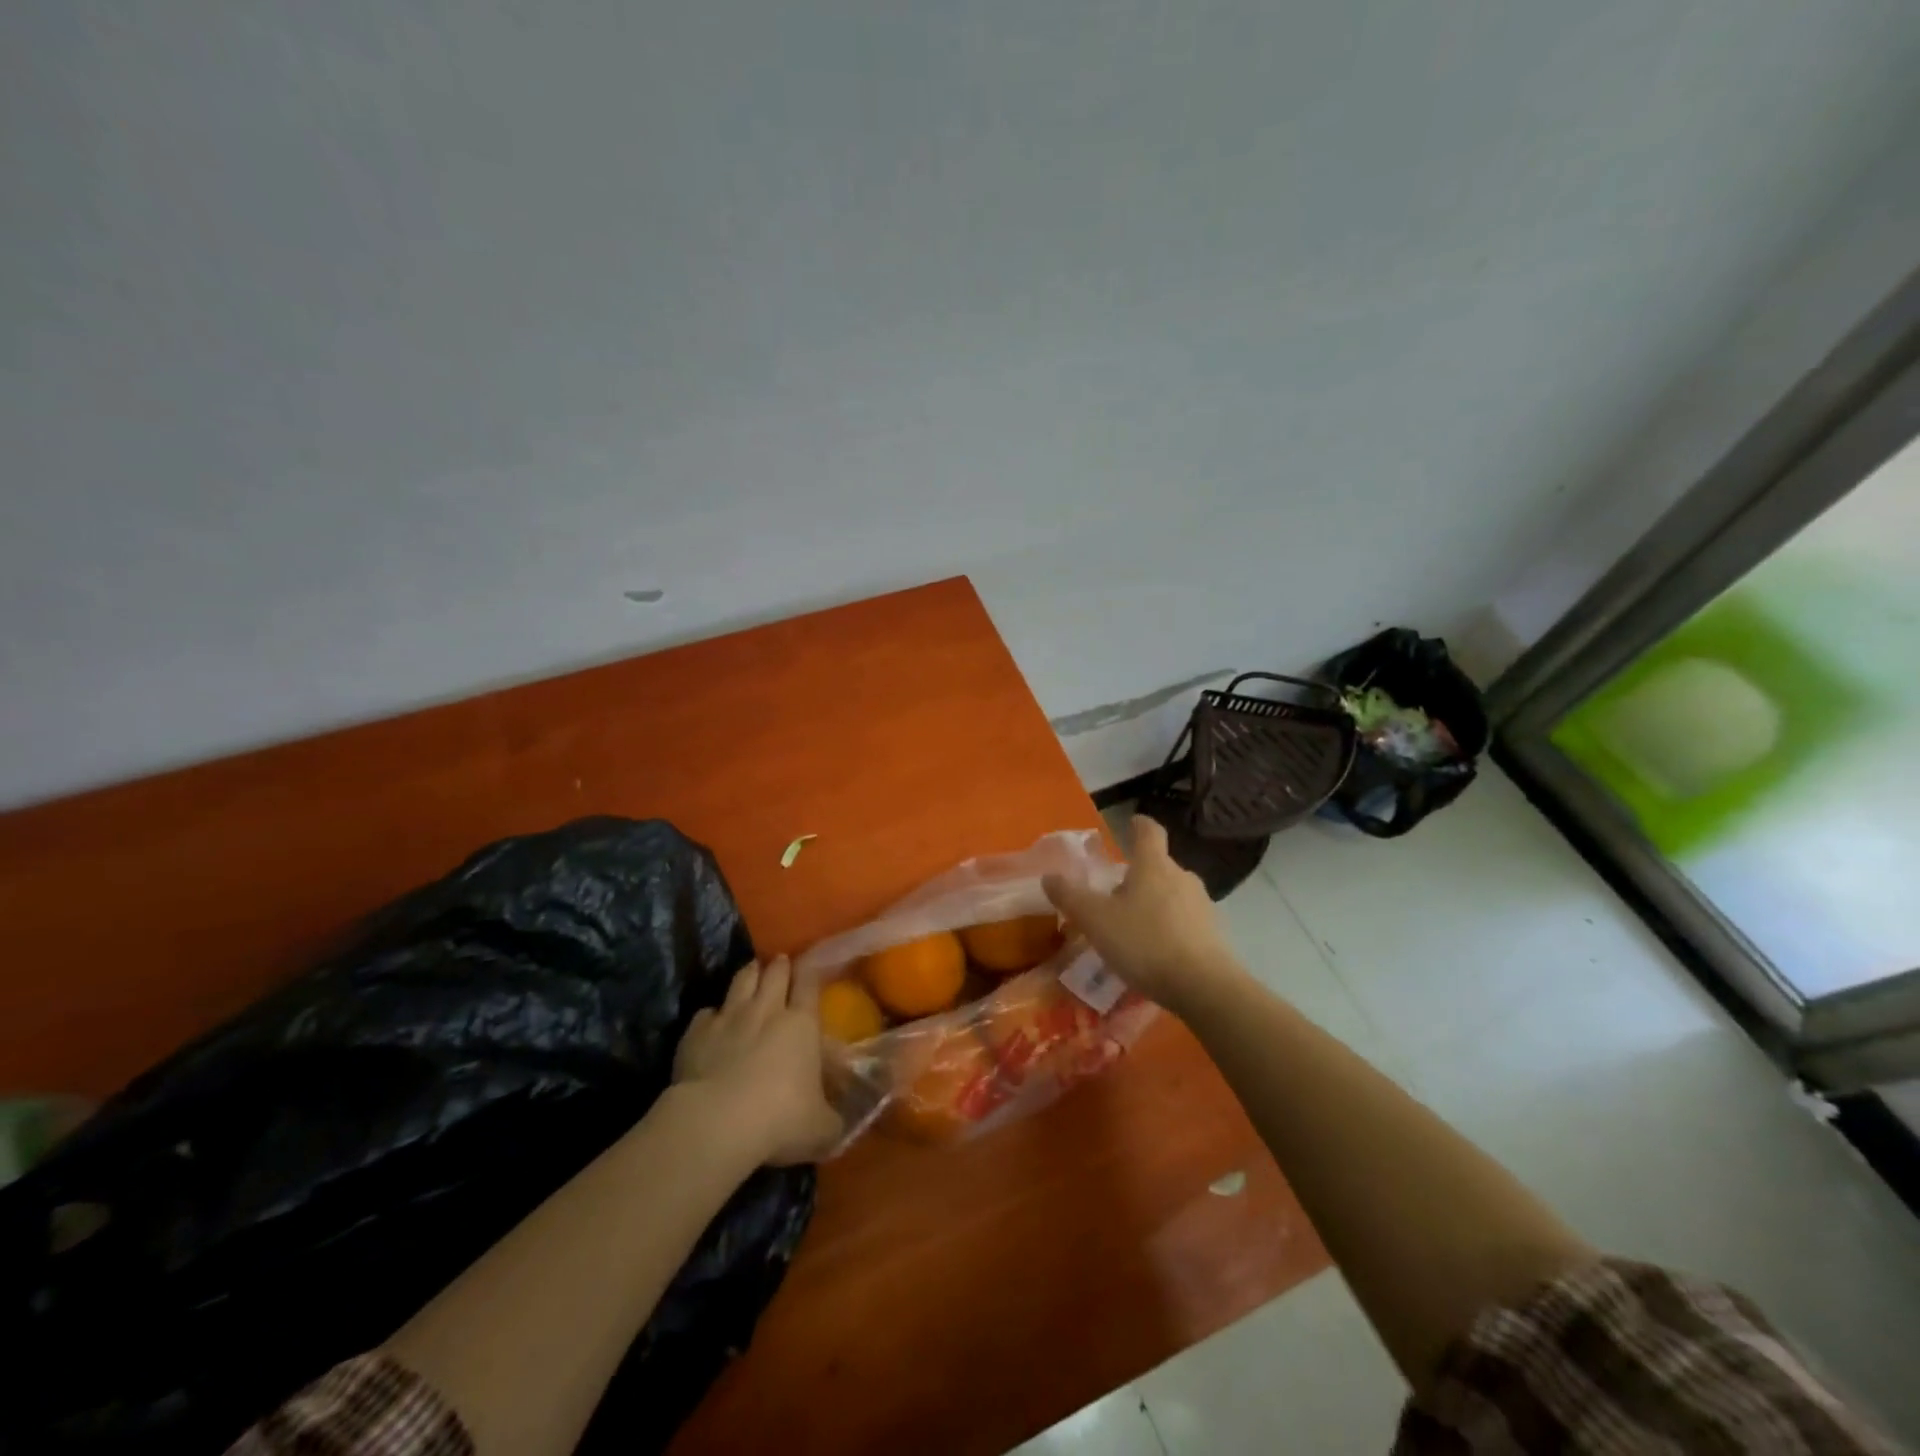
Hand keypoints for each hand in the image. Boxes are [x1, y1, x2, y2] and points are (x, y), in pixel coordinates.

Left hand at [673, 956, 843, 1165]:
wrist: (717, 1123)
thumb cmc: (780, 1119)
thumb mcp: (822, 1129)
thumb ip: (832, 1120)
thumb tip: (839, 1125)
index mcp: (801, 1024)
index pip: (809, 984)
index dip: (811, 972)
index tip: (812, 966)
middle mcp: (767, 1010)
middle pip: (774, 973)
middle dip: (779, 966)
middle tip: (781, 963)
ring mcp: (729, 1017)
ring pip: (741, 980)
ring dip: (749, 974)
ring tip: (752, 972)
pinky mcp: (696, 1033)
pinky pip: (706, 1013)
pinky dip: (712, 1015)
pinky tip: (712, 1022)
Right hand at [1043, 816, 1244, 1014]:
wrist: (1204, 988)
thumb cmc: (1145, 943)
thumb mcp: (1096, 921)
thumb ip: (1070, 897)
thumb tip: (1049, 876)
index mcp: (1153, 866)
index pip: (1149, 832)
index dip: (1139, 825)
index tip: (1132, 822)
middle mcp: (1182, 877)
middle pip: (1159, 865)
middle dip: (1139, 874)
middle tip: (1115, 892)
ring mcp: (1202, 905)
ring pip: (1173, 893)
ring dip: (1154, 902)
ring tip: (1133, 926)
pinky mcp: (1214, 933)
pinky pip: (1185, 921)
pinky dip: (1169, 927)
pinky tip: (1156, 951)